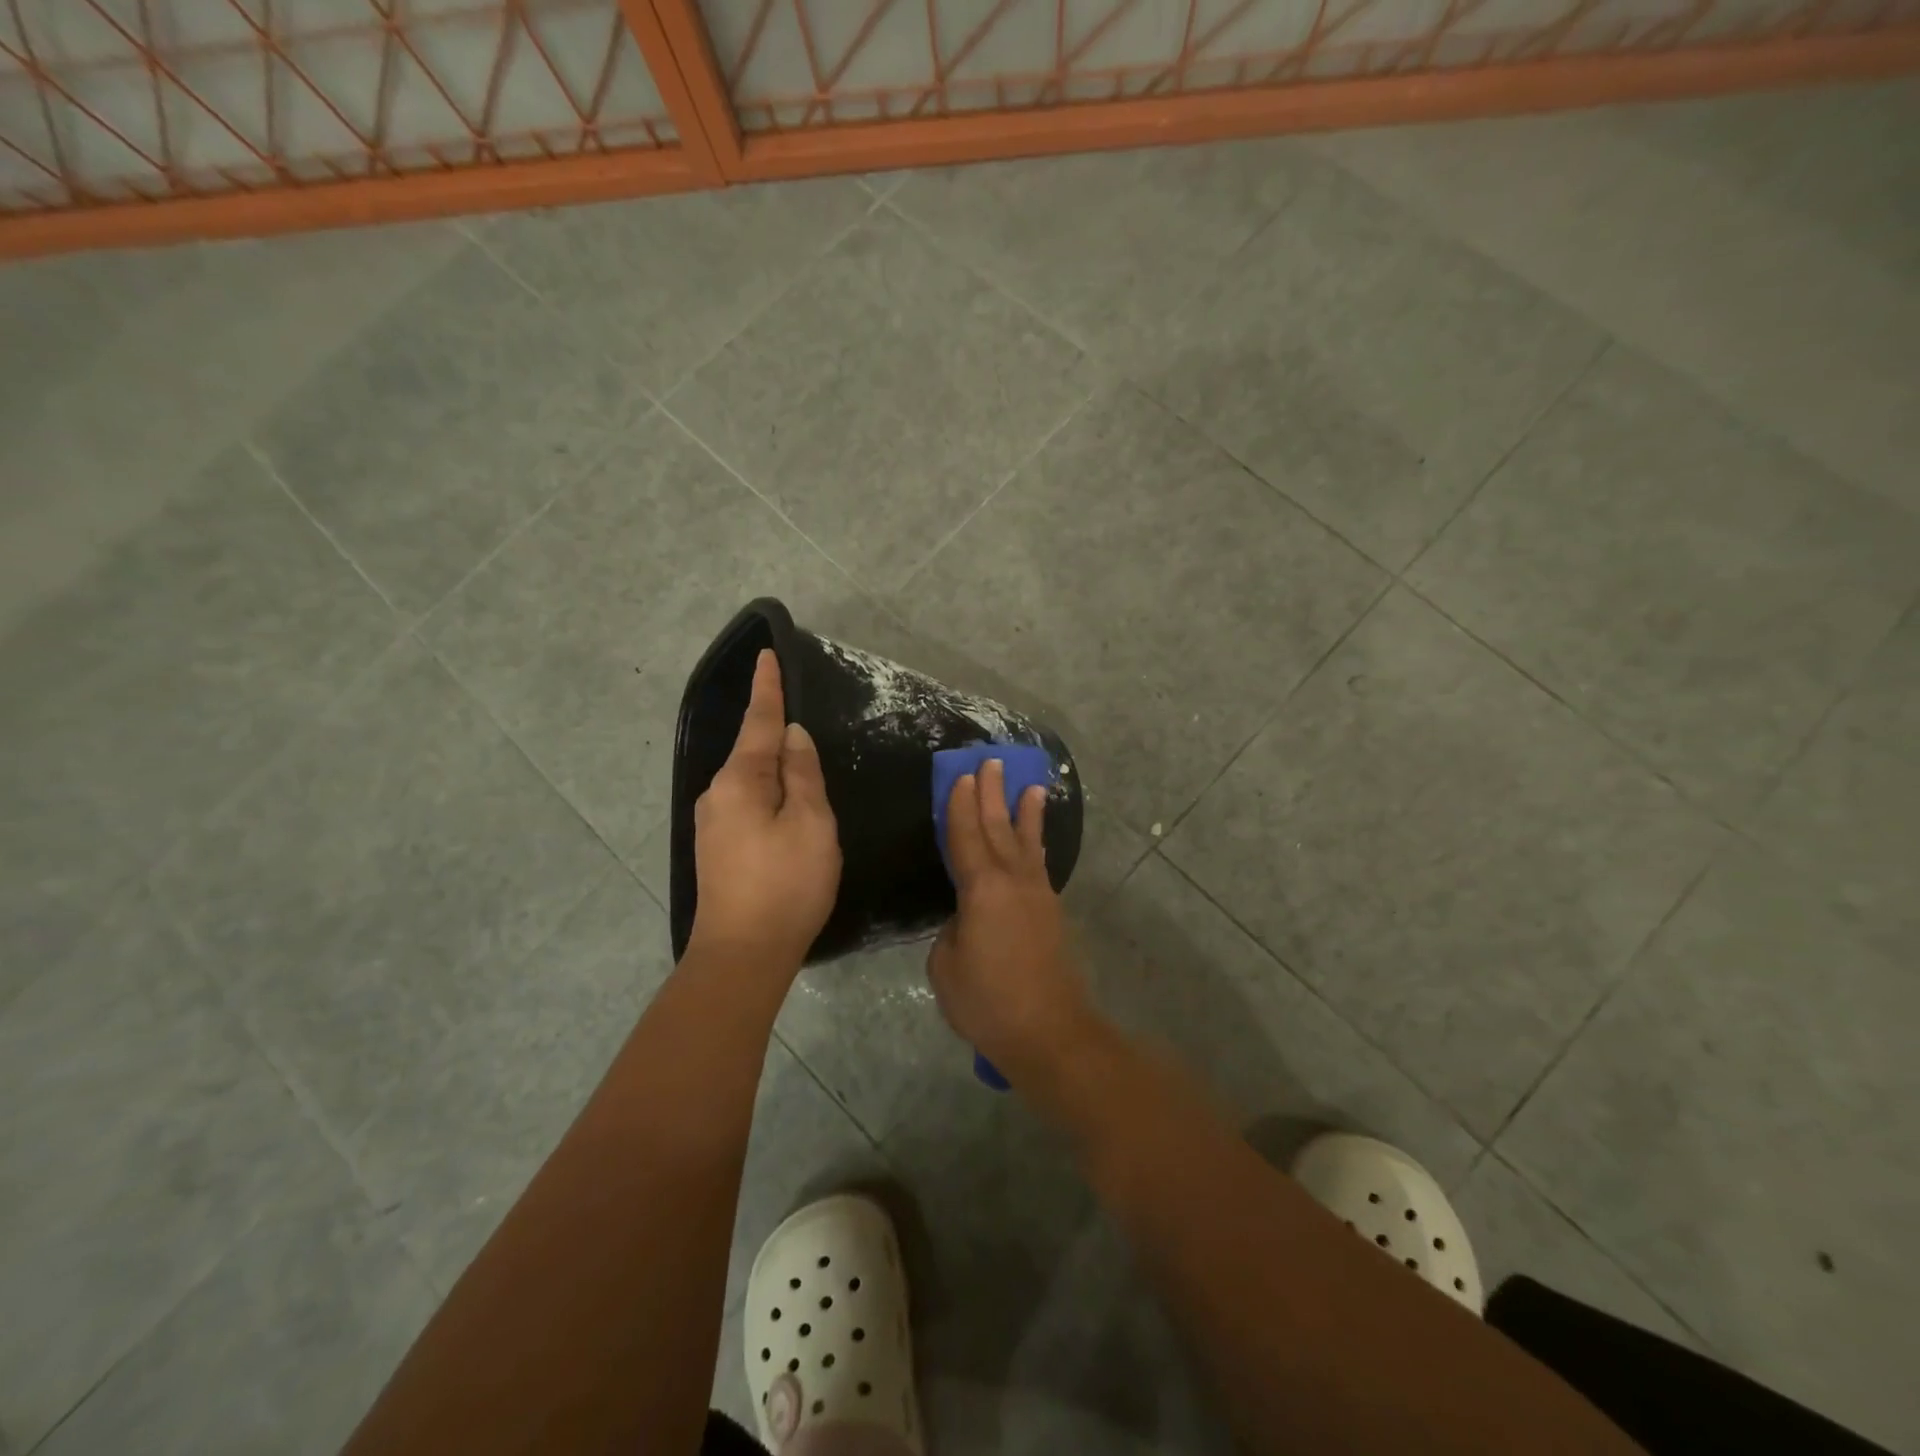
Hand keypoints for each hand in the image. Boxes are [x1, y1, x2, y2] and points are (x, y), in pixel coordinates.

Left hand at [689, 649, 840, 970]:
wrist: (742, 955)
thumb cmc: (786, 884)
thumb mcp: (810, 823)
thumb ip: (802, 774)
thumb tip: (791, 737)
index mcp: (739, 780)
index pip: (758, 722)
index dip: (768, 689)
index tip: (768, 656)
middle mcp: (716, 794)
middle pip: (753, 752)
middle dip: (778, 737)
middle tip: (812, 737)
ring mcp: (712, 823)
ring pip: (751, 781)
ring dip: (776, 772)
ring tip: (807, 778)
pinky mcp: (716, 847)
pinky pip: (747, 804)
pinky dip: (769, 795)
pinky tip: (787, 811)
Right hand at [926, 758, 1096, 1086]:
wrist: (1048, 1031)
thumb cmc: (988, 1001)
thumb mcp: (947, 966)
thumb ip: (952, 932)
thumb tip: (966, 921)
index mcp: (981, 889)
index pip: (966, 837)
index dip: (961, 806)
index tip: (963, 776)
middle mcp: (1012, 881)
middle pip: (998, 828)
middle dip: (993, 794)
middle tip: (992, 762)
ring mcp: (1036, 895)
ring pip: (1025, 842)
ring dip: (1024, 812)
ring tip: (1030, 785)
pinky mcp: (1049, 912)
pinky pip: (1038, 864)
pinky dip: (1035, 843)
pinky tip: (1035, 839)